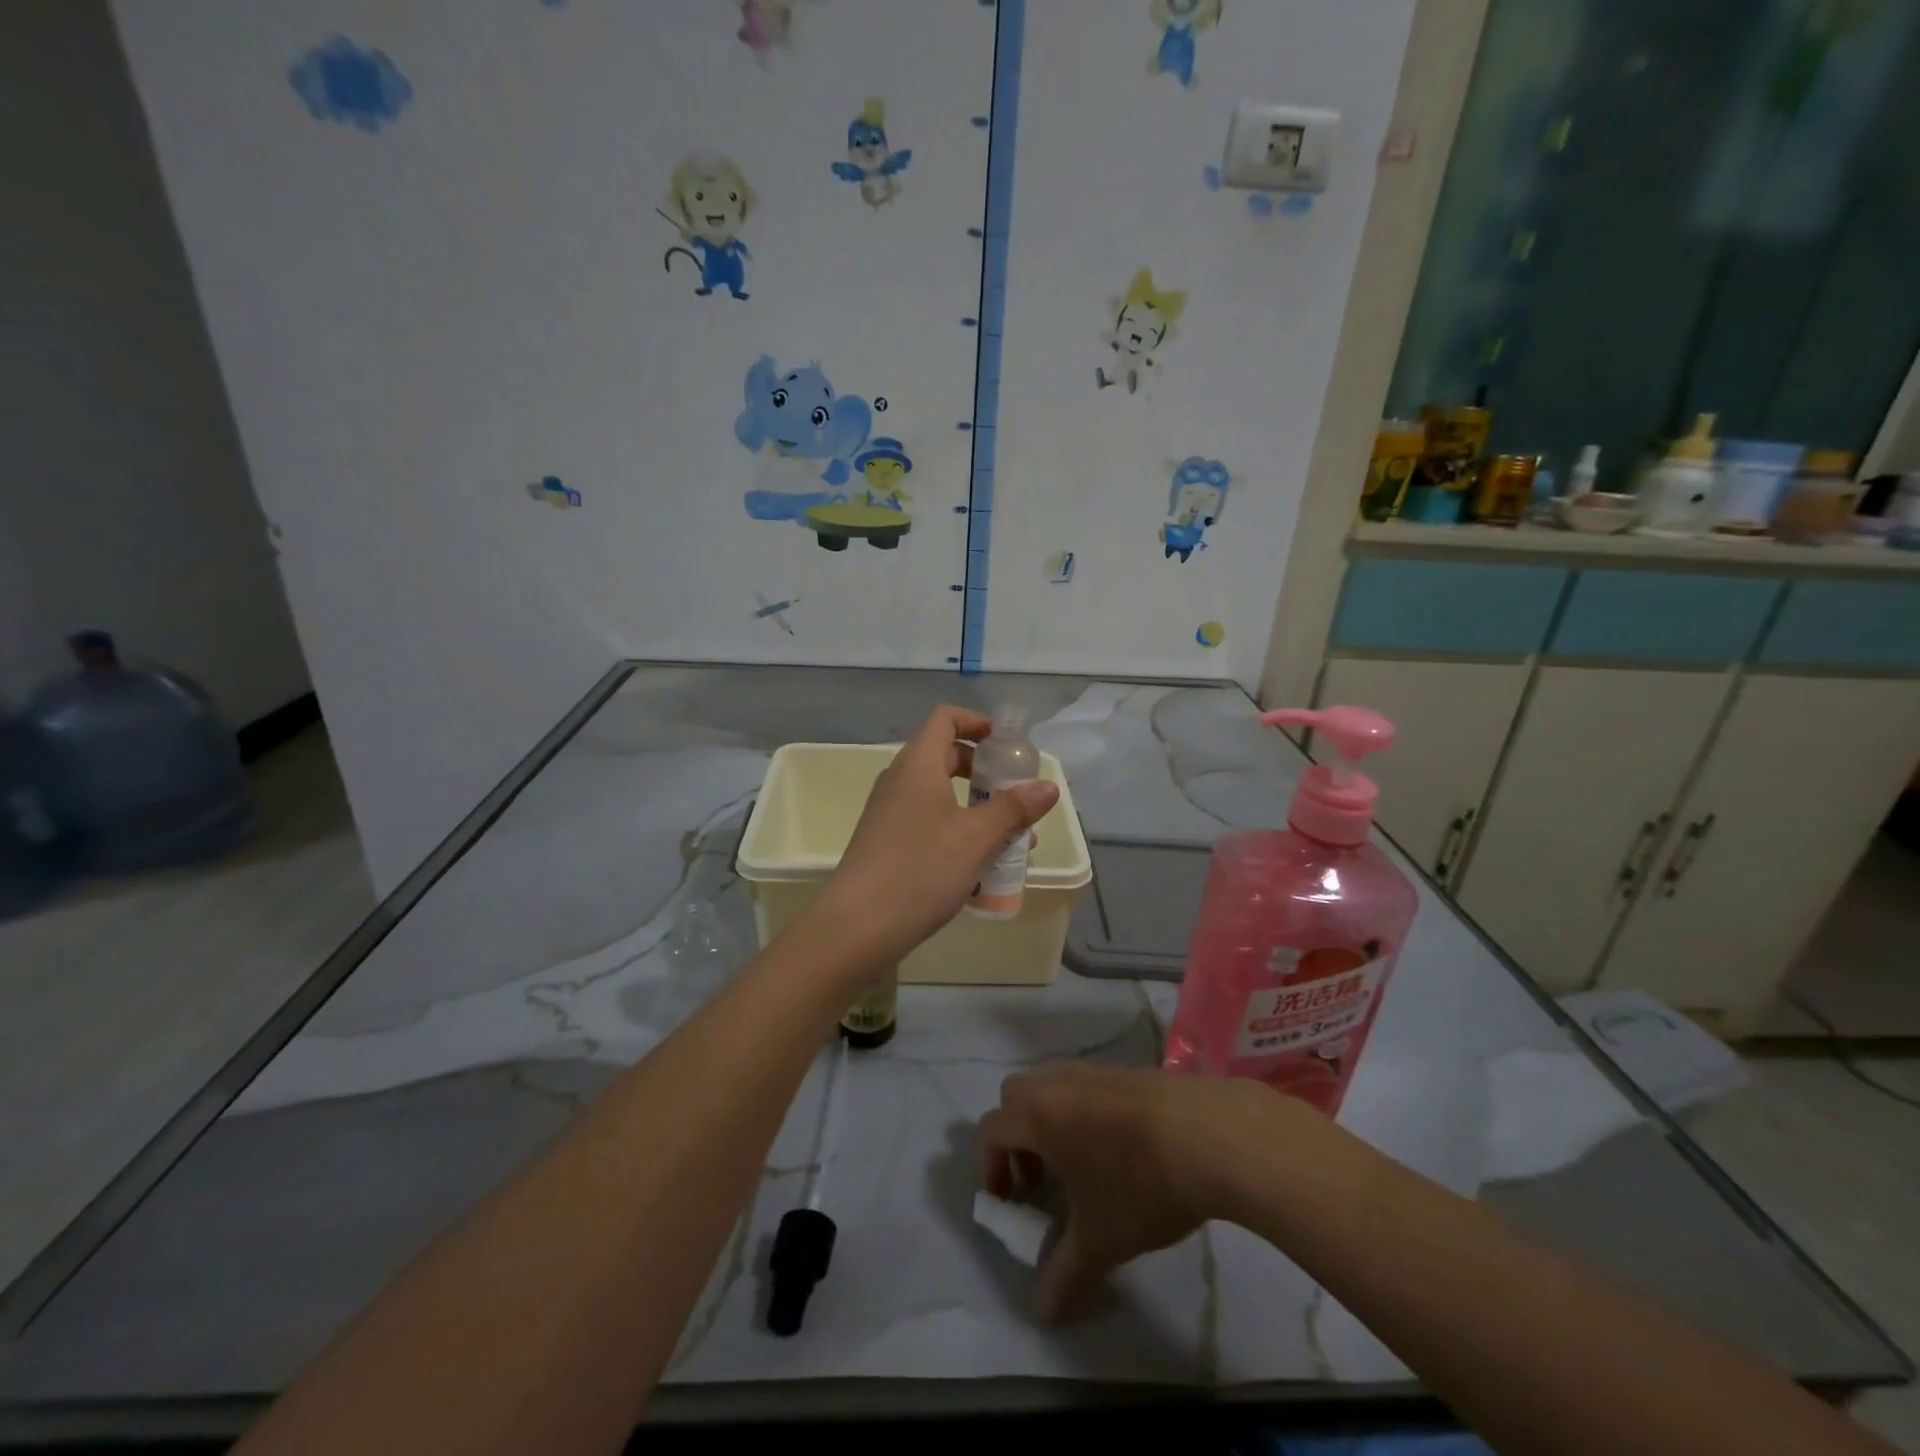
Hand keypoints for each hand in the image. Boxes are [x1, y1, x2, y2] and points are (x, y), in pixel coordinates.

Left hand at [812, 705, 1058, 972]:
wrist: (858, 926)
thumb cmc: (921, 870)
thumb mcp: (977, 838)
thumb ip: (1014, 809)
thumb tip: (1048, 786)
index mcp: (917, 764)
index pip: (946, 718)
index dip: (979, 723)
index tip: (1008, 747)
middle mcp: (899, 780)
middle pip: (946, 755)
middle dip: (986, 772)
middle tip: (1016, 796)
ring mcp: (889, 812)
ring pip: (940, 794)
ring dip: (976, 808)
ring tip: (1011, 840)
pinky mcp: (886, 841)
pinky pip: (928, 821)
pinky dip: (957, 830)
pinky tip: (979, 866)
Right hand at [977, 1064, 1281, 1320]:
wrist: (1210, 1135)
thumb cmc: (1140, 1185)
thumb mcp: (1100, 1241)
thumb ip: (1064, 1274)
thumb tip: (1042, 1313)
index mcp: (1038, 1115)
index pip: (990, 1129)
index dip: (988, 1166)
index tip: (1009, 1202)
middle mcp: (1058, 1083)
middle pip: (1014, 1097)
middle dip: (1016, 1137)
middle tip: (1040, 1180)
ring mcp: (1094, 1071)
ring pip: (1051, 1086)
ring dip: (1050, 1122)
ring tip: (1080, 1167)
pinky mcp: (1127, 1070)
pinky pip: (1085, 1085)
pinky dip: (1082, 1112)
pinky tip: (1117, 1149)